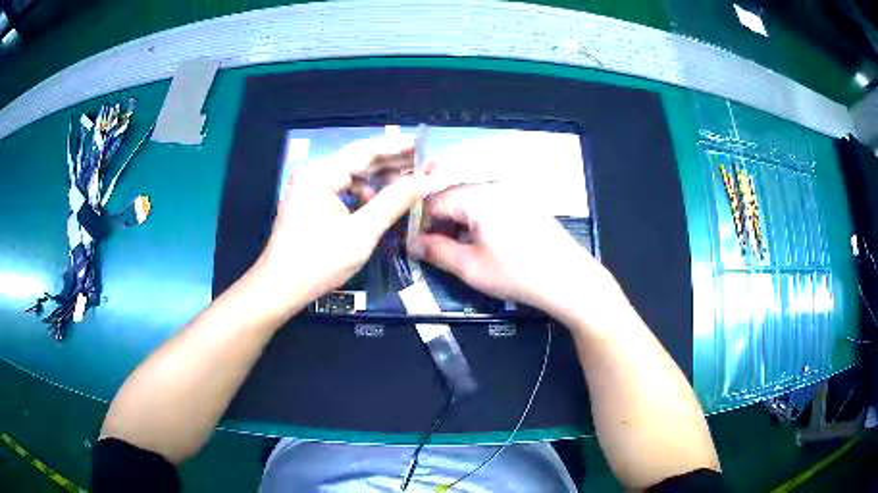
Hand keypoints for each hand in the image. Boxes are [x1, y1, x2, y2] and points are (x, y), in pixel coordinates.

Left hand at [257, 136, 420, 305]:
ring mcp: (311, 190)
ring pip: (352, 178)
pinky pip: (343, 192)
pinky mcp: (311, 205)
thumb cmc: (319, 261)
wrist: (280, 289)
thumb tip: (425, 180)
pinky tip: (383, 202)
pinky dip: (364, 196)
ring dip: (380, 181)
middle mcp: (315, 174)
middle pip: (359, 162)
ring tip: (410, 183)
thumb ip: (394, 202)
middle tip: (425, 164)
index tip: (424, 144)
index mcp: (321, 173)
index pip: (366, 150)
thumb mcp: (362, 232)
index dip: (398, 147)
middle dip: (392, 164)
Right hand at [408, 184, 605, 316]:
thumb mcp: (470, 267)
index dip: (422, 224)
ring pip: (473, 201)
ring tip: (463, 250)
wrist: (568, 278)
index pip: (434, 201)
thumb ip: (436, 252)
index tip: (419, 247)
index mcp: (476, 196)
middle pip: (454, 197)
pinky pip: (492, 203)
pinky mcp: (526, 201)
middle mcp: (494, 185)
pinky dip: (480, 219)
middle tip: (440, 250)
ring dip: (460, 222)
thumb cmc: (516, 274)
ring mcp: (513, 192)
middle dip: (441, 223)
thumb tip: (411, 244)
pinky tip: (487, 243)